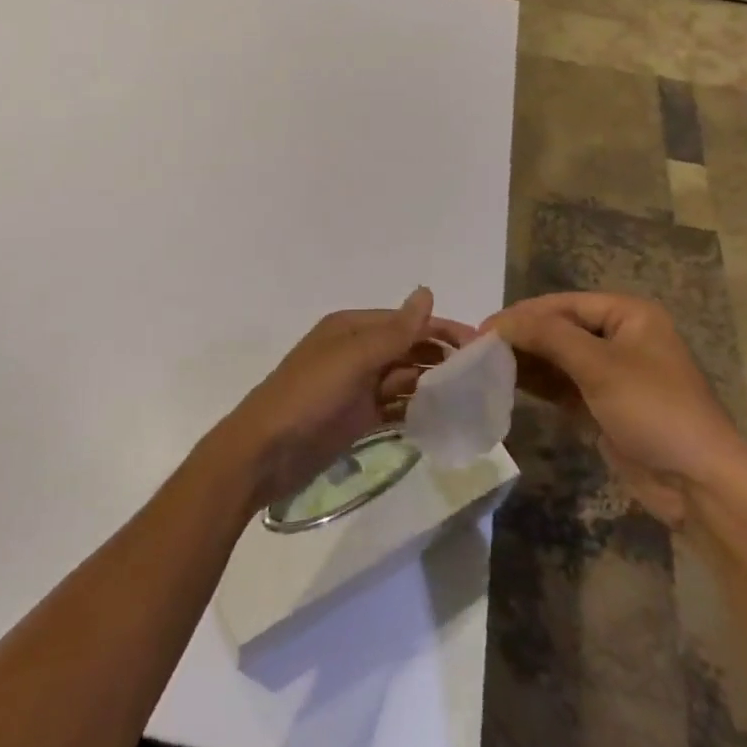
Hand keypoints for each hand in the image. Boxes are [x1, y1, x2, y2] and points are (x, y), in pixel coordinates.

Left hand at [222, 288, 474, 507]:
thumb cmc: (308, 397)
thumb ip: (394, 331)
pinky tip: (443, 420)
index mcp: (352, 329)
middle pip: (407, 349)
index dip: (441, 329)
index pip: (406, 322)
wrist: (263, 454)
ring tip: (471, 399)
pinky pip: (395, 408)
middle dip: (441, 358)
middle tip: (482, 377)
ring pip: (404, 379)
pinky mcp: (357, 419)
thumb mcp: (352, 359)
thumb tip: (427, 292)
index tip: (480, 345)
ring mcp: (356, 387)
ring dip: (433, 385)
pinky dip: (416, 411)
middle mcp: (356, 352)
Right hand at [488, 292, 746, 526]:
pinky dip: (540, 383)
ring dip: (528, 360)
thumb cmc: (654, 410)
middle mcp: (621, 337)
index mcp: (629, 315)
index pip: (564, 304)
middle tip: (479, 349)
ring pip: (560, 358)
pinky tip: (509, 384)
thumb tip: (501, 322)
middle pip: (560, 328)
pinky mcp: (605, 406)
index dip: (523, 314)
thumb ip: (548, 337)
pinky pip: (565, 385)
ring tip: (486, 366)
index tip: (484, 329)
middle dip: (523, 337)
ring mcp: (613, 374)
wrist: (700, 484)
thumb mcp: (599, 366)